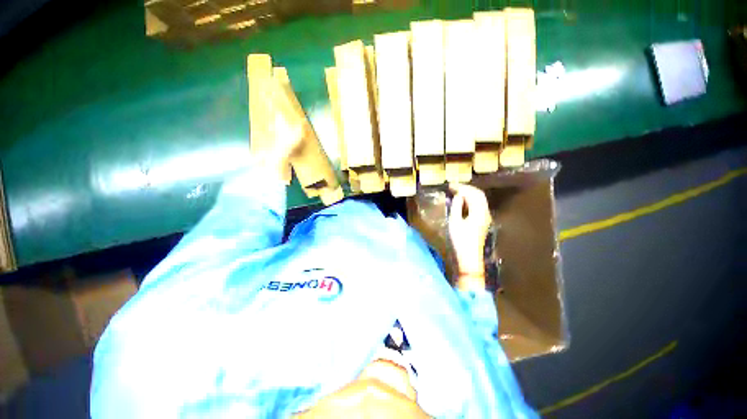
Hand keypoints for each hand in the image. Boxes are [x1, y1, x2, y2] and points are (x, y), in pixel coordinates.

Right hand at [448, 184, 491, 284]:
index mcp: (479, 212)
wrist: (469, 258)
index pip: (473, 194)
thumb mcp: (454, 222)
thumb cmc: (460, 240)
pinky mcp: (482, 222)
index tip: (450, 185)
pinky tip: (462, 202)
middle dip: (466, 189)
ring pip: (479, 200)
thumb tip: (458, 195)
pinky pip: (478, 206)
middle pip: (478, 195)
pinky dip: (470, 200)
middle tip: (453, 187)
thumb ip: (456, 206)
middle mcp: (485, 213)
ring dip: (469, 194)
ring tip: (456, 192)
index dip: (462, 187)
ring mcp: (485, 217)